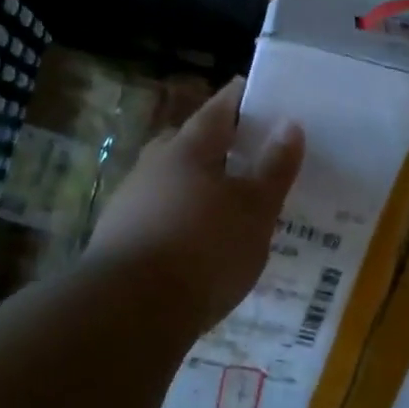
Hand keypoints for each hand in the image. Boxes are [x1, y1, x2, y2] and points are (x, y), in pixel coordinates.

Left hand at [85, 78, 304, 334]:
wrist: (129, 310)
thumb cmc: (204, 249)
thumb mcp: (255, 210)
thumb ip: (274, 167)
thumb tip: (289, 123)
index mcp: (189, 148)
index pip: (219, 108)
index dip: (242, 99)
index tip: (262, 96)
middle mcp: (154, 164)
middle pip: (191, 143)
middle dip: (219, 145)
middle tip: (249, 155)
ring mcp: (130, 201)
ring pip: (172, 181)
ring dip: (198, 186)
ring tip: (228, 205)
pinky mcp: (119, 237)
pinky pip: (159, 215)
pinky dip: (182, 219)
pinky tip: (197, 243)